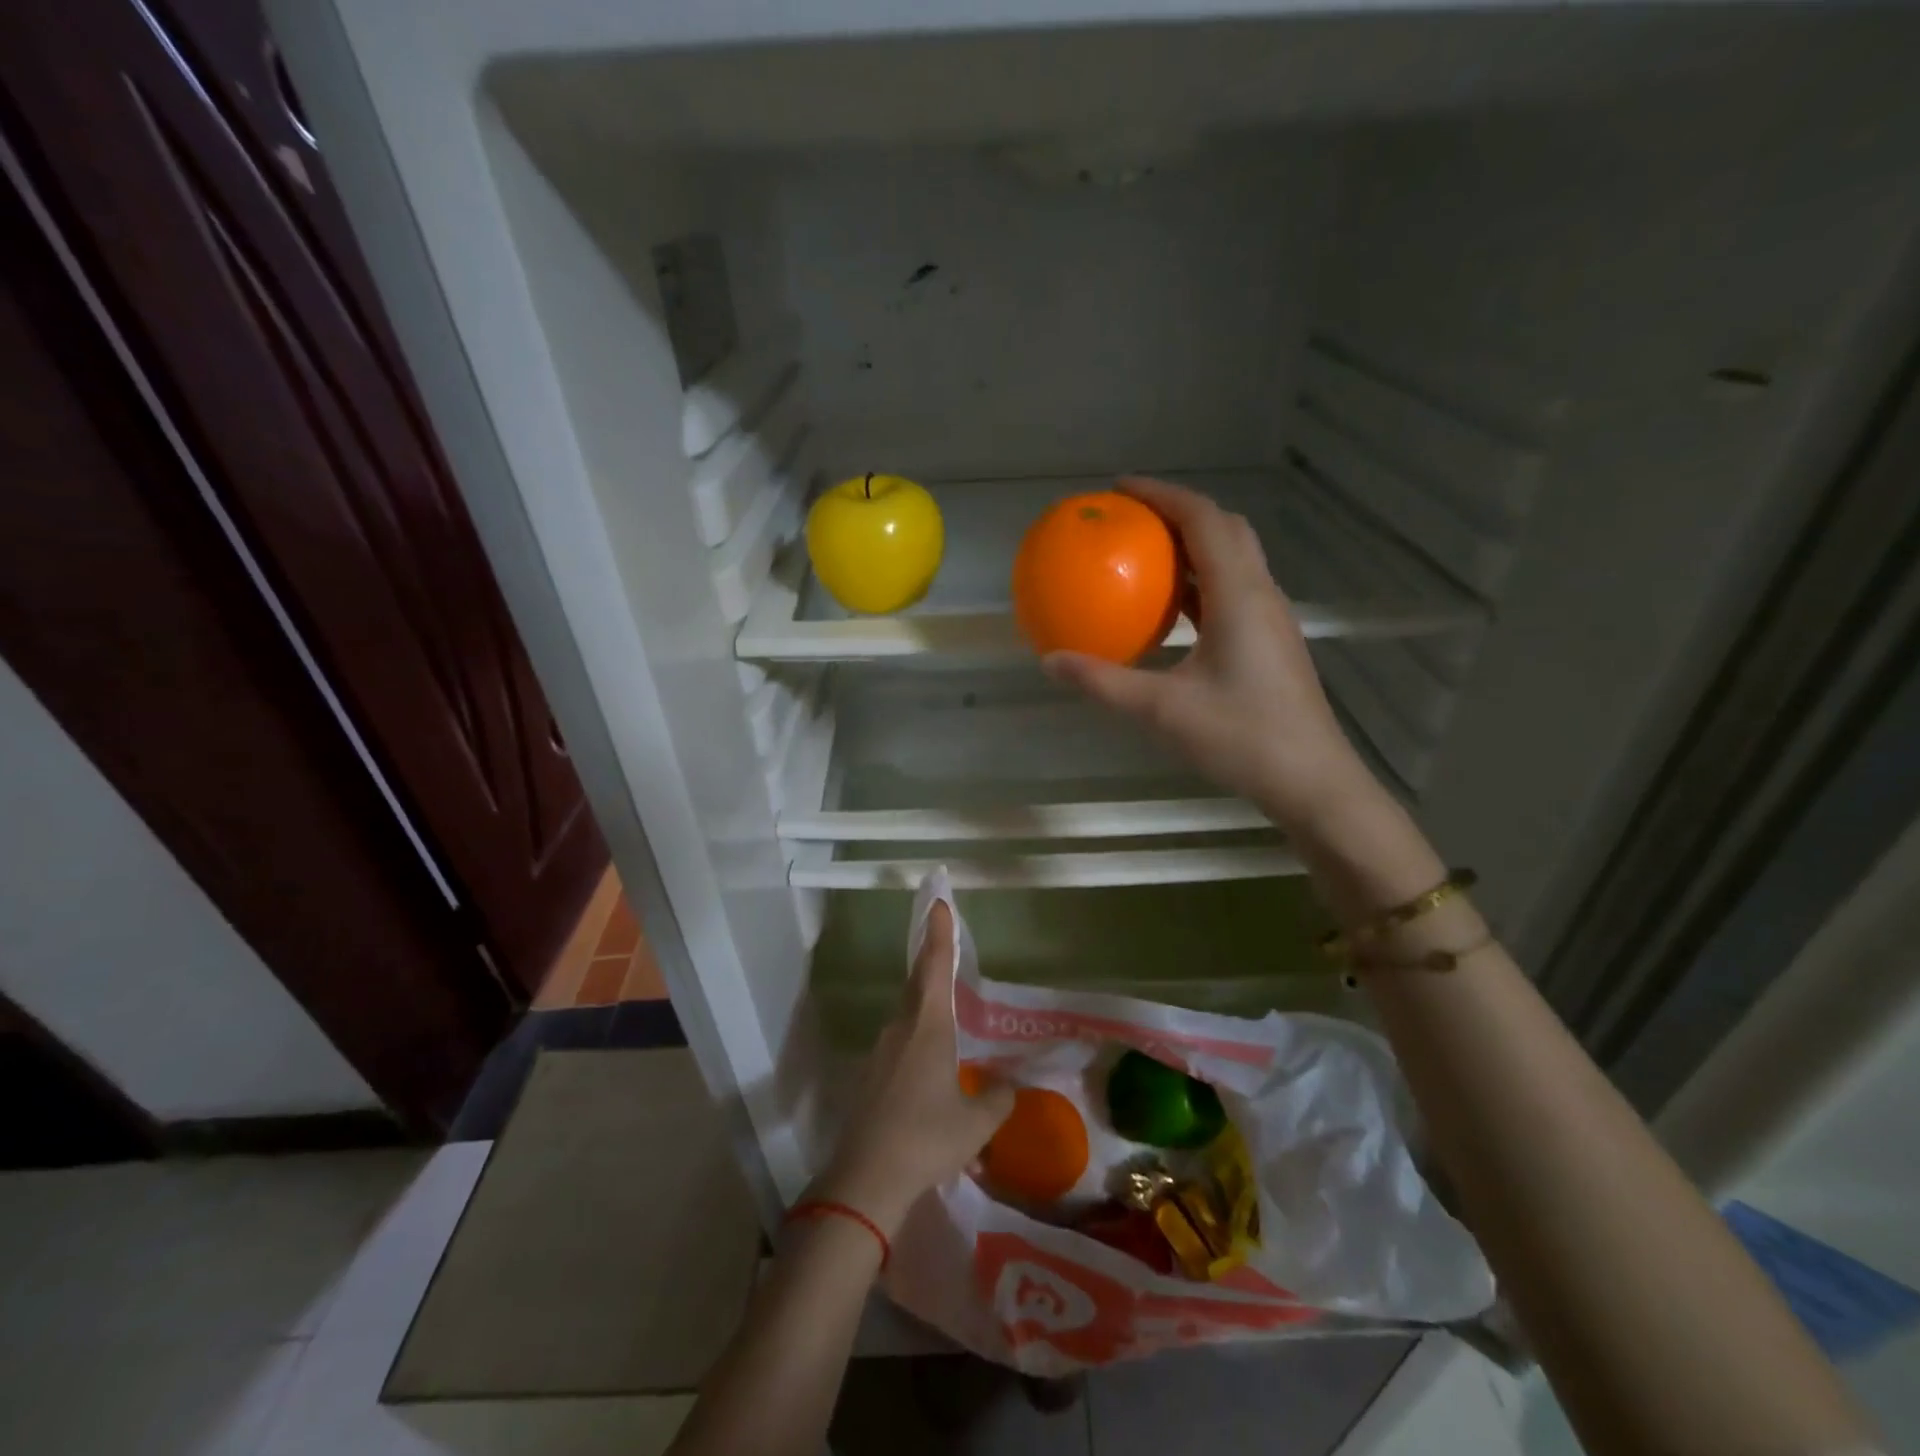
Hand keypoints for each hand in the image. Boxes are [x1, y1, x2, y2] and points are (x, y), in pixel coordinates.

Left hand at [813, 901, 1014, 1235]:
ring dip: (925, 1006)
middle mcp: (900, 1029)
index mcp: (928, 1026)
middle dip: (931, 963)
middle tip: (945, 947)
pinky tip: (929, 1070)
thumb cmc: (927, 1138)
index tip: (938, 902)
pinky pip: (899, 1045)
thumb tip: (1007, 1088)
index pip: (935, 967)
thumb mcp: (976, 1122)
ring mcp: (880, 1053)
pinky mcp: (870, 1078)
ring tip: (947, 1016)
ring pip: (907, 1017)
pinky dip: (917, 1041)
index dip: (939, 933)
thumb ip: (998, 1099)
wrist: (866, 1179)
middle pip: (917, 986)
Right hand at [1044, 475, 1370, 833]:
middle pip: (1225, 529)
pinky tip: (1172, 611)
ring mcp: (1271, 619)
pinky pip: (1234, 591)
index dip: (1162, 494)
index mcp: (1239, 596)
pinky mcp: (1271, 642)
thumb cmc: (1241, 738)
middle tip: (1132, 518)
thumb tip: (1050, 661)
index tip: (1119, 489)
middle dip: (1178, 512)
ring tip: (1147, 555)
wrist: (1311, 780)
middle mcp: (1261, 595)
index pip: (1203, 520)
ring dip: (1193, 546)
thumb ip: (1103, 682)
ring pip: (1234, 560)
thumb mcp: (1162, 711)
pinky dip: (1201, 583)